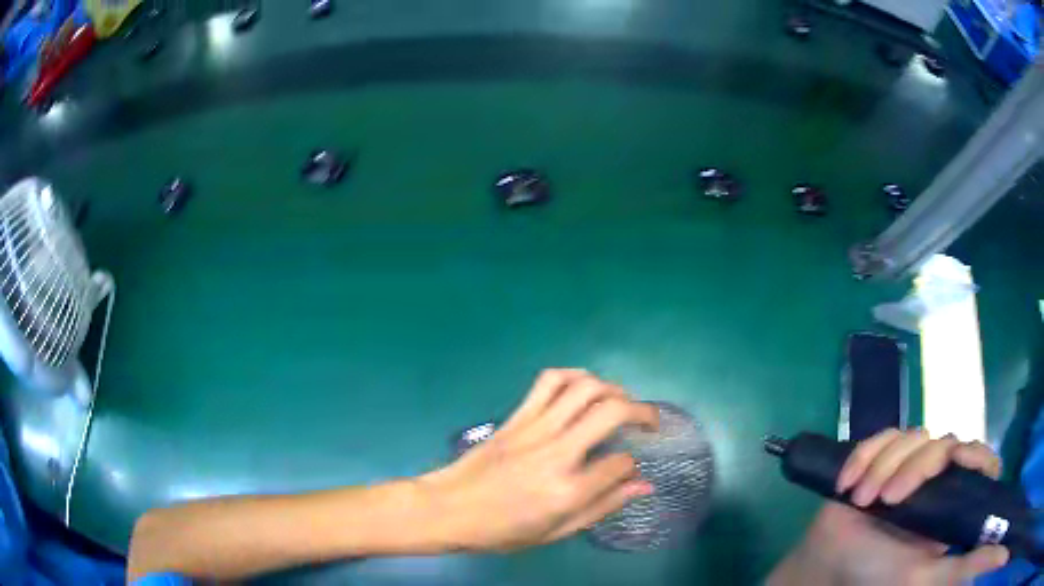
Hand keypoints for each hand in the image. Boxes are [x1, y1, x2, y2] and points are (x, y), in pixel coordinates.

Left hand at [418, 369, 658, 551]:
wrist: (448, 509)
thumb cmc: (501, 531)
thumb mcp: (556, 532)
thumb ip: (603, 506)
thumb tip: (644, 485)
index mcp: (567, 491)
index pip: (621, 463)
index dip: (633, 465)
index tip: (629, 469)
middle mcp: (557, 453)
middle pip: (612, 412)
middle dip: (642, 411)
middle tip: (649, 422)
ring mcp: (534, 430)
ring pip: (584, 388)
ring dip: (613, 388)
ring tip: (621, 402)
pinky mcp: (516, 417)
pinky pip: (549, 382)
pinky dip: (574, 375)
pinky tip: (584, 386)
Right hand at [770, 429, 1009, 585]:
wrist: (830, 563)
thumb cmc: (878, 574)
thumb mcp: (927, 577)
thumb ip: (964, 567)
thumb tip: (992, 551)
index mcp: (954, 500)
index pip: (981, 459)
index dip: (972, 454)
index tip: (953, 462)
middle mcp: (939, 477)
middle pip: (944, 442)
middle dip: (913, 468)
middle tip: (886, 501)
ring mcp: (911, 463)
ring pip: (912, 437)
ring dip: (882, 466)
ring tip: (861, 499)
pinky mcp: (882, 454)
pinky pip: (881, 435)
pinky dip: (865, 455)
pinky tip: (849, 483)